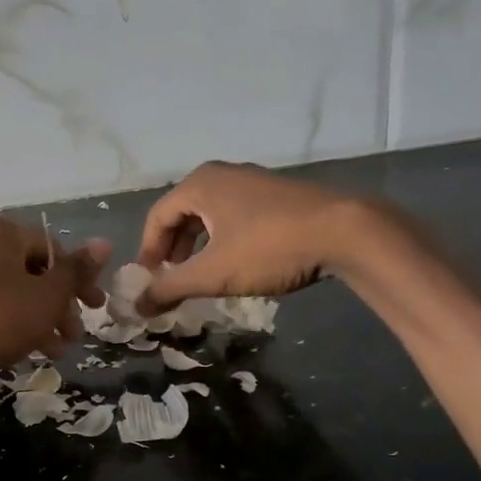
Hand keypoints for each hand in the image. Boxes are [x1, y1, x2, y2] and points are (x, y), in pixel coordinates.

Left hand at [0, 216, 108, 387]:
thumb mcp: (48, 296)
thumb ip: (77, 271)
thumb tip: (104, 243)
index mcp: (2, 233)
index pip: (54, 248)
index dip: (79, 279)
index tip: (95, 308)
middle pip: (33, 272)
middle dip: (60, 305)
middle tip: (75, 334)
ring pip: (13, 293)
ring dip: (41, 319)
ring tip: (56, 351)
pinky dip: (13, 324)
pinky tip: (27, 351)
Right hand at [134, 161, 379, 312]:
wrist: (344, 232)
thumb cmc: (268, 248)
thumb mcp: (213, 273)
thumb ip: (170, 288)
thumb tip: (137, 306)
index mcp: (200, 184)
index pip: (157, 218)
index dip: (147, 253)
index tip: (147, 284)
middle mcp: (222, 175)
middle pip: (181, 214)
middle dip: (171, 251)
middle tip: (169, 281)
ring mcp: (252, 182)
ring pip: (209, 216)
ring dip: (196, 247)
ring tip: (198, 276)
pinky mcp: (276, 196)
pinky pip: (234, 216)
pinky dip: (222, 240)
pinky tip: (233, 263)